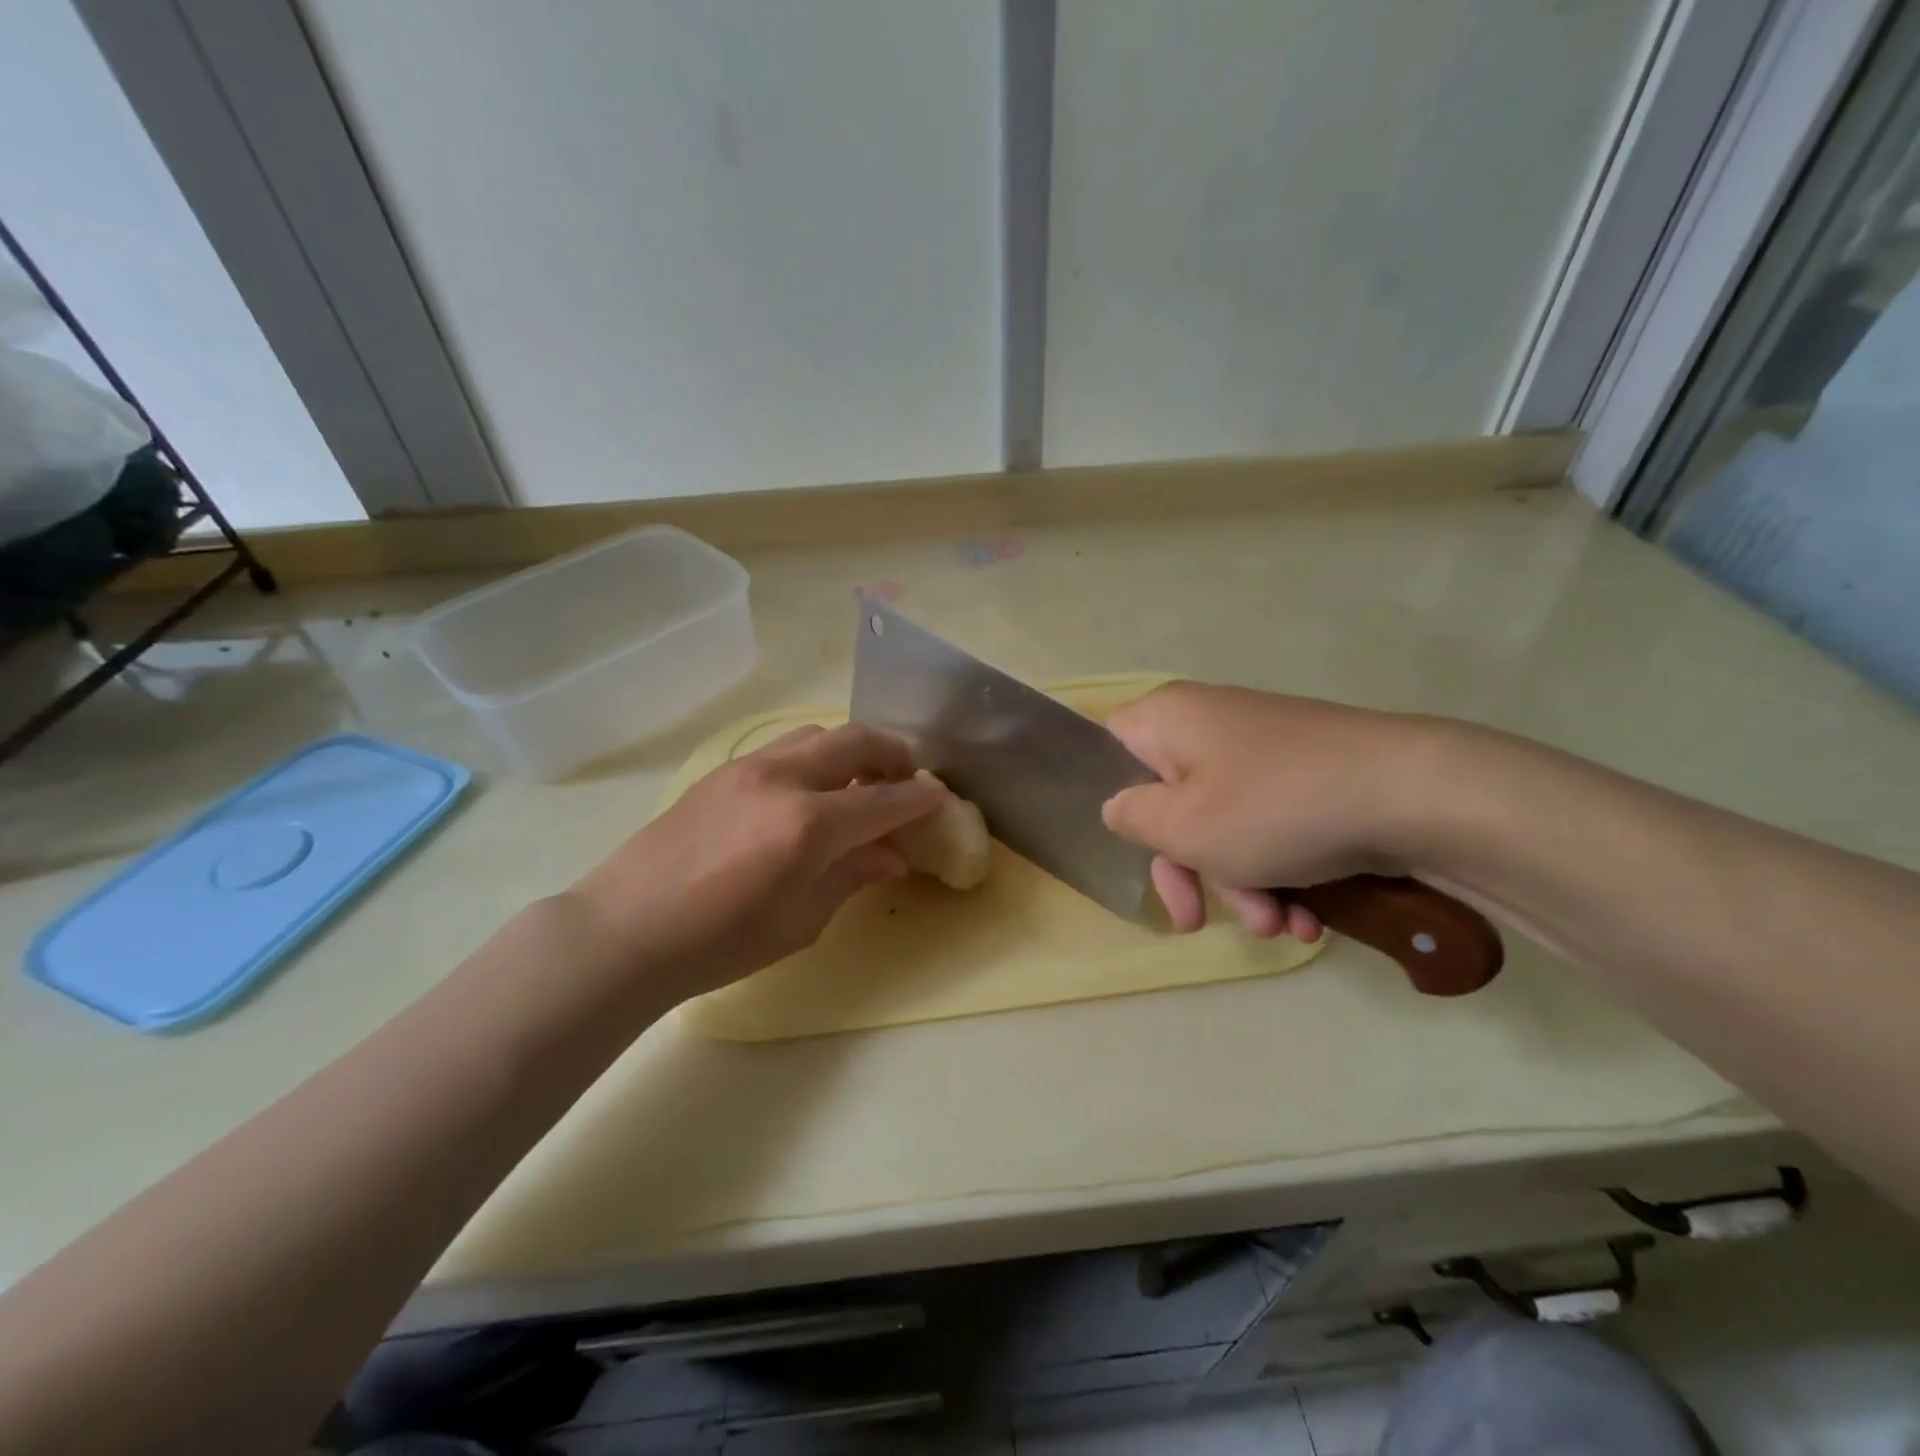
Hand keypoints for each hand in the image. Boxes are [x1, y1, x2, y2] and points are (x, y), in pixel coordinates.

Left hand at [569, 723, 943, 1003]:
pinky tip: (811, 789)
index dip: (919, 799)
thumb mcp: (800, 921)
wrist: (626, 930)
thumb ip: (852, 875)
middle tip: (906, 778)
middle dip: (893, 753)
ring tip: (860, 778)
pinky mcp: (723, 770)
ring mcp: (749, 767)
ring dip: (852, 748)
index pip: (884, 800)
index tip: (939, 800)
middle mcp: (784, 780)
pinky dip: (815, 756)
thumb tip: (891, 853)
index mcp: (809, 825)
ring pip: (818, 734)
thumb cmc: (720, 943)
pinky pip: (785, 747)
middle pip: (856, 741)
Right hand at [1100, 682, 1435, 938]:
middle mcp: (1209, 724)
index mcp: (1169, 719)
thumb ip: (1132, 818)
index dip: (1112, 800)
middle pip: (1169, 801)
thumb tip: (1120, 807)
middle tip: (1195, 922)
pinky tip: (1309, 919)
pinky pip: (1269, 823)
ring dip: (1241, 885)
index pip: (1110, 749)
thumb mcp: (1182, 826)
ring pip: (1223, 823)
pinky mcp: (1306, 773)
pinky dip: (1280, 871)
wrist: (1414, 793)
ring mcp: (1262, 749)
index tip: (1131, 849)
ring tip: (1279, 928)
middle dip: (1188, 870)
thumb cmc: (1274, 807)